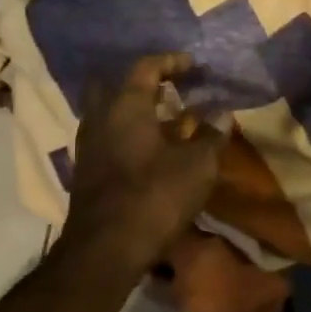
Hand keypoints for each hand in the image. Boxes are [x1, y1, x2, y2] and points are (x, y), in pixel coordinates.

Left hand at [62, 54, 224, 274]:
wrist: (105, 250)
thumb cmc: (155, 196)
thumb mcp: (197, 165)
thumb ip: (211, 135)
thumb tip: (222, 114)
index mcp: (126, 105)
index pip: (146, 67)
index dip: (171, 62)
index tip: (193, 65)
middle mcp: (101, 117)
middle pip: (117, 85)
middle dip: (144, 83)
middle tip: (170, 89)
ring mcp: (89, 144)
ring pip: (112, 113)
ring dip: (138, 111)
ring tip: (169, 120)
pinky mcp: (87, 170)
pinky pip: (110, 136)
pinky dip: (130, 134)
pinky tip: (153, 149)